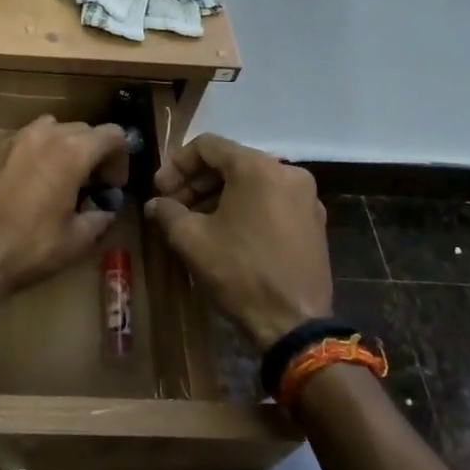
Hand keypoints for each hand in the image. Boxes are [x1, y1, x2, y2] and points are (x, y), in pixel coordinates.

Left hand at [0, 116, 129, 295]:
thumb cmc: (31, 247)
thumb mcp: (78, 239)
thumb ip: (100, 216)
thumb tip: (105, 209)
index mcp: (72, 152)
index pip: (113, 135)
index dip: (120, 159)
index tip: (112, 187)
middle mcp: (45, 135)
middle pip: (83, 129)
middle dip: (93, 154)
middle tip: (90, 186)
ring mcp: (15, 139)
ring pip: (52, 129)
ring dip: (64, 148)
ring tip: (60, 179)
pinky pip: (25, 141)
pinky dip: (36, 154)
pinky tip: (29, 184)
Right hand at [146, 134, 332, 350]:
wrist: (295, 323)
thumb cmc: (240, 272)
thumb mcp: (192, 240)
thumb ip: (168, 212)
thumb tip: (155, 204)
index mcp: (258, 167)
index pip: (207, 146)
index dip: (176, 164)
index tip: (159, 190)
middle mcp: (287, 172)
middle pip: (231, 162)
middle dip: (196, 182)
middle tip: (172, 206)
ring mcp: (306, 197)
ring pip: (251, 182)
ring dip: (218, 196)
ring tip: (194, 221)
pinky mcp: (314, 222)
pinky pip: (271, 200)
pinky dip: (244, 207)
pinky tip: (225, 233)